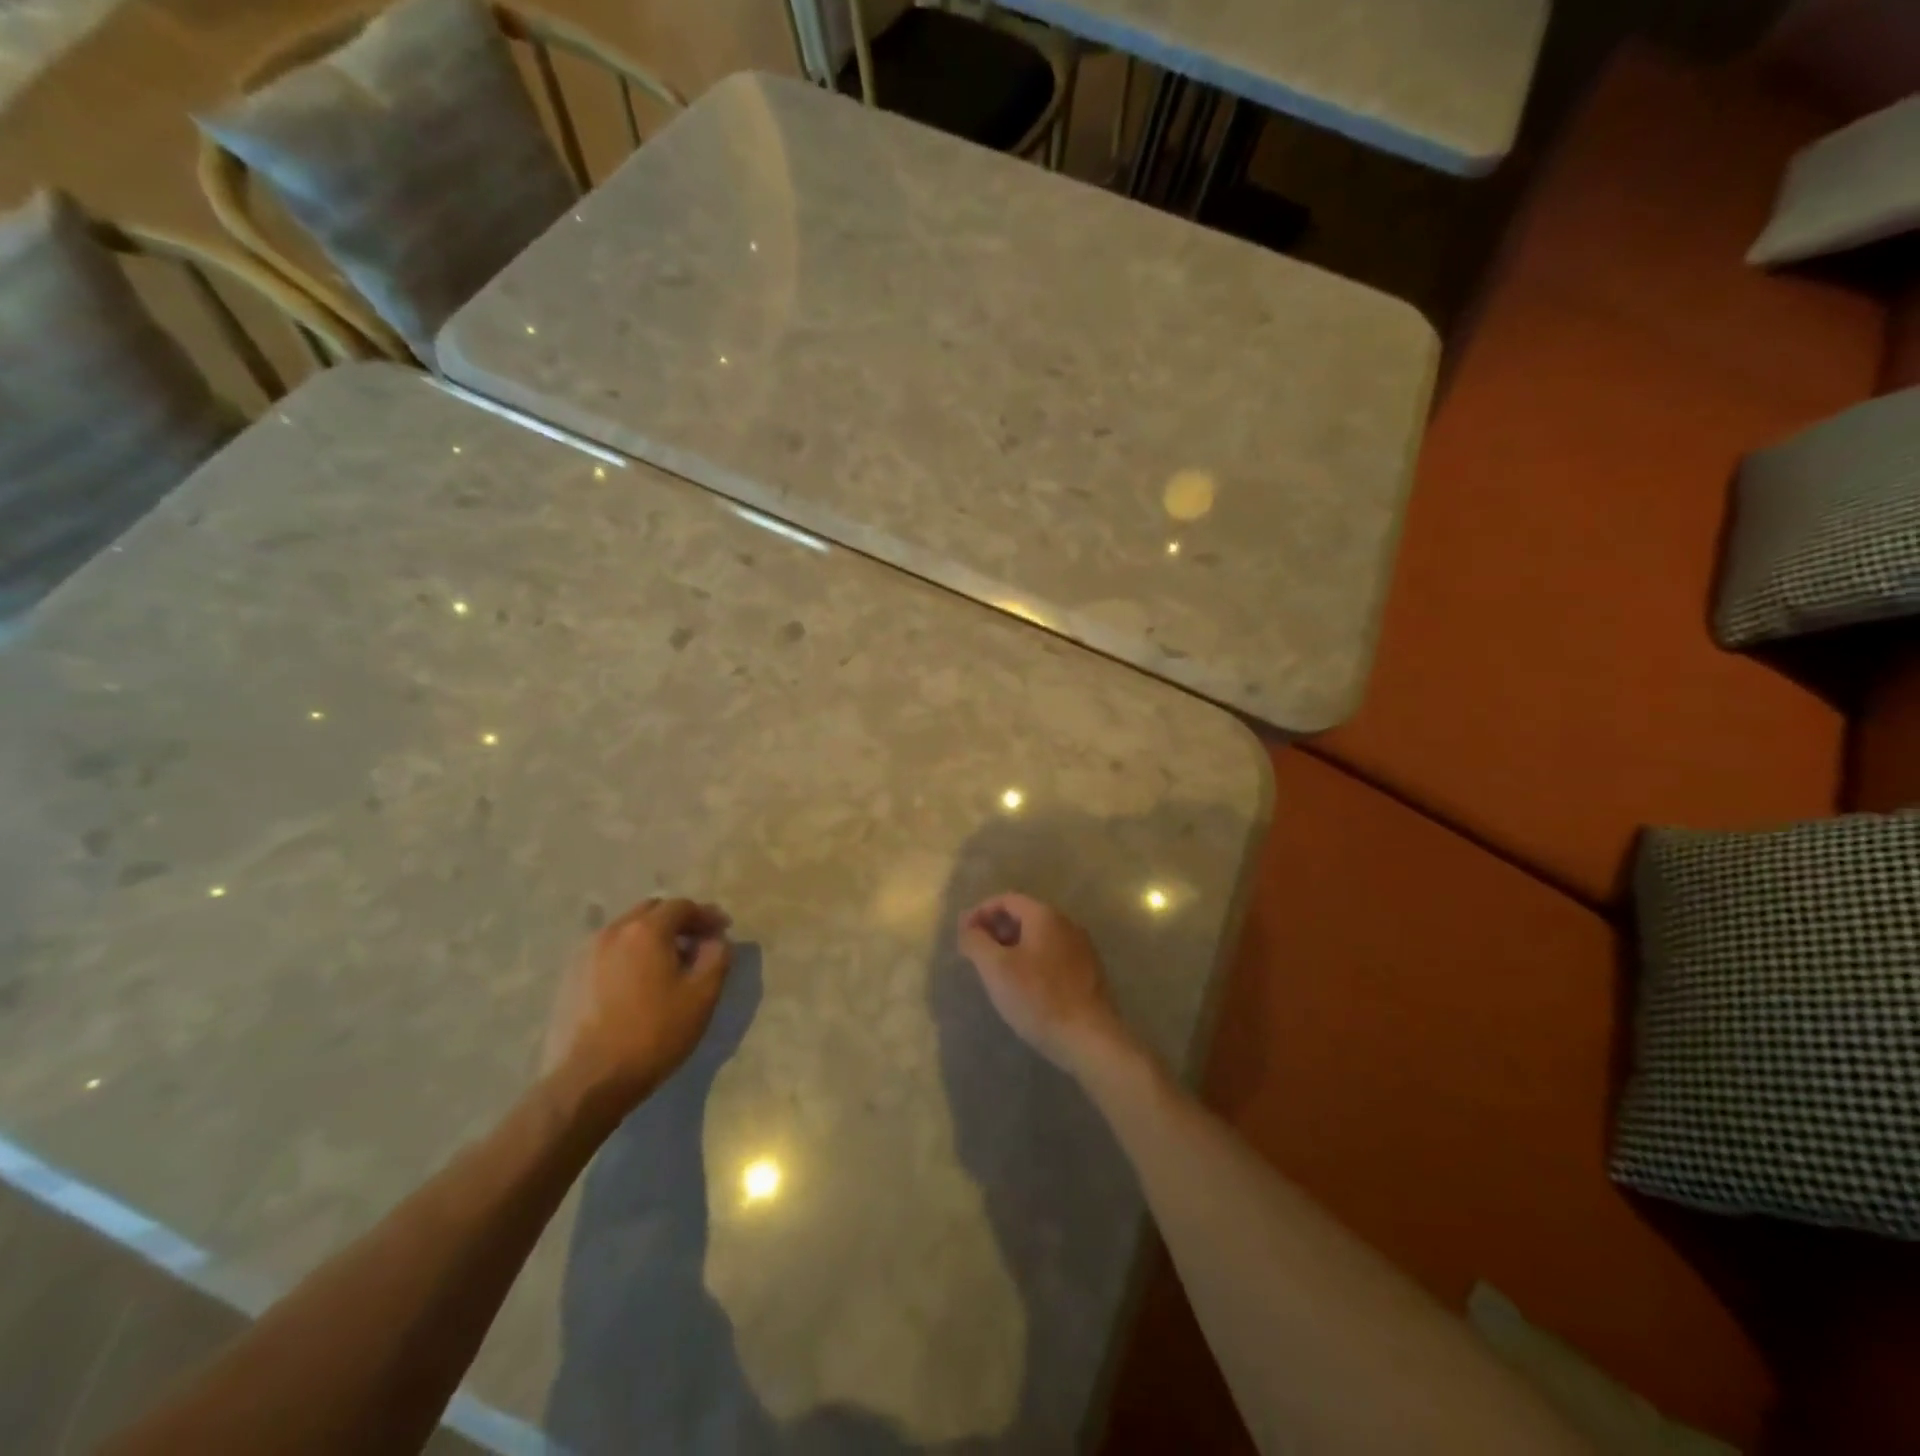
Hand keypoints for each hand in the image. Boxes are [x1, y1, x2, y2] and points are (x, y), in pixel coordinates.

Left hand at [551, 897, 732, 1113]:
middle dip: (678, 921)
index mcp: (646, 930)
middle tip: (697, 943)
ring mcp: (586, 954)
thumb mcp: (701, 996)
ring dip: (651, 937)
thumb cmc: (653, 1034)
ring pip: (626, 930)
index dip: (706, 915)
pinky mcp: (570, 978)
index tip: (723, 930)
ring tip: (667, 964)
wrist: (588, 1081)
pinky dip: (628, 955)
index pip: (682, 906)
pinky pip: (608, 952)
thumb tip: (716, 940)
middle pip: (651, 911)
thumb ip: (716, 958)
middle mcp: (612, 931)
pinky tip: (637, 982)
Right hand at [956, 893, 1133, 1074]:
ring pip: (1039, 937)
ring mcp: (1081, 948)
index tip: (963, 934)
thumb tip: (968, 929)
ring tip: (996, 971)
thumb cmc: (1038, 997)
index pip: (1007, 900)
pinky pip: (1052, 956)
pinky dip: (1032, 961)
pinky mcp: (1088, 973)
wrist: (1089, 1038)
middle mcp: (1067, 924)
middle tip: (976, 953)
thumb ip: (976, 942)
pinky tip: (1024, 987)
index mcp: (1045, 916)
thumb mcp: (996, 968)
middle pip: (1024, 916)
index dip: (980, 912)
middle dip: (996, 930)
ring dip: (1013, 947)